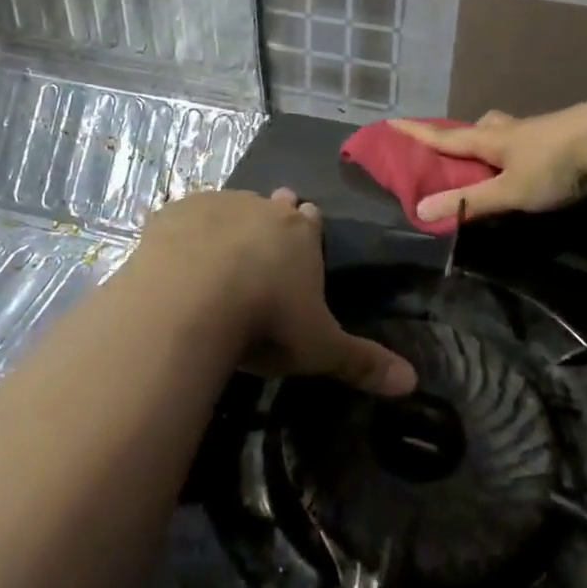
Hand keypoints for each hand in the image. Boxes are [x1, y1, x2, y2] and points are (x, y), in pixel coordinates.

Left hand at [133, 188, 416, 395]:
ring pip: (229, 206)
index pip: (311, 221)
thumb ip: (362, 361)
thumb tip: (412, 382)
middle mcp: (262, 208)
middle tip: (261, 247)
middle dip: (270, 219)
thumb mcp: (319, 347)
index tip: (302, 241)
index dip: (308, 230)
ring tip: (217, 254)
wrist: (191, 298)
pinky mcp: (174, 213)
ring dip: (228, 223)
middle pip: (271, 206)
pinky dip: (184, 234)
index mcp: (301, 234)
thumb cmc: (266, 320)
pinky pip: (184, 218)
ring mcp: (216, 205)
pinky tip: (176, 257)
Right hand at [390, 99, 586, 223]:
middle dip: (464, 135)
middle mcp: (511, 130)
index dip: (417, 132)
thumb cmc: (554, 164)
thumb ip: (469, 202)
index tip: (392, 121)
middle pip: (480, 127)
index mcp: (491, 139)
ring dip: (495, 141)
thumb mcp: (509, 190)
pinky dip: (522, 151)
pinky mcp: (564, 139)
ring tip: (495, 160)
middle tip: (457, 148)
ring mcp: (540, 132)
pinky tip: (534, 164)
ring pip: (508, 131)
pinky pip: (531, 142)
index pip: (445, 136)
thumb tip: (420, 210)